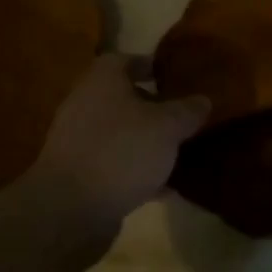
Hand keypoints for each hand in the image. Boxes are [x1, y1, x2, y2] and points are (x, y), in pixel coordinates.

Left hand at [19, 54, 209, 242]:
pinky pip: (115, 164)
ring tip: (179, 151)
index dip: (151, 65)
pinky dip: (137, 171)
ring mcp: (79, 142)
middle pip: (123, 98)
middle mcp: (86, 104)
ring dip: (146, 140)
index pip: (126, 60)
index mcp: (103, 80)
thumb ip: (187, 111)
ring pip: (121, 133)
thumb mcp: (167, 127)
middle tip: (183, 115)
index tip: (175, 76)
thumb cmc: (120, 151)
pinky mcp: (80, 176)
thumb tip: (203, 99)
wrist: (68, 211)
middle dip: (153, 106)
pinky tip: (164, 187)